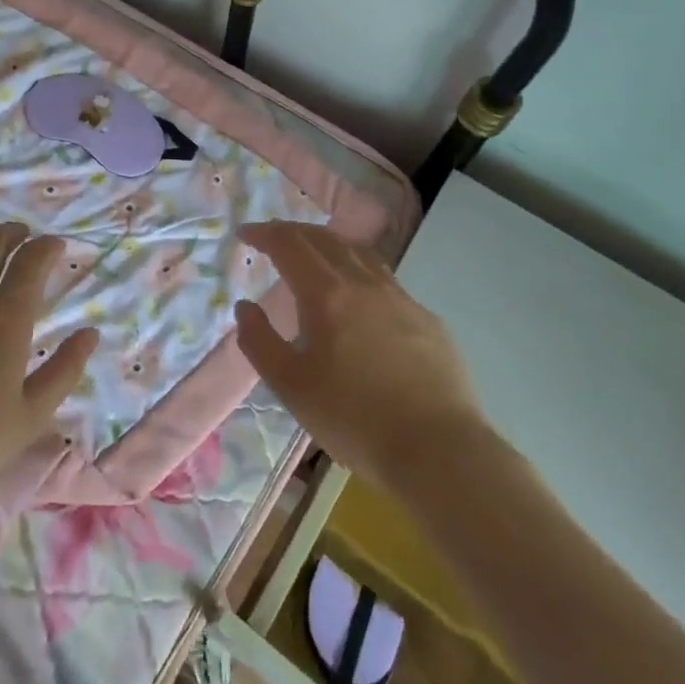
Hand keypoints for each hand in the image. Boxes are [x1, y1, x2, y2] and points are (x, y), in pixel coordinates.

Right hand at [235, 222, 487, 493]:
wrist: (439, 450)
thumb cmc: (354, 418)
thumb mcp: (291, 386)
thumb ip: (260, 341)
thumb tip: (245, 307)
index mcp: (326, 293)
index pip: (289, 244)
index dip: (264, 233)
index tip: (245, 234)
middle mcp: (363, 282)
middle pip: (324, 239)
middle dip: (293, 233)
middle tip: (273, 240)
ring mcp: (401, 298)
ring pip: (359, 253)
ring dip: (329, 245)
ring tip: (315, 257)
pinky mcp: (427, 320)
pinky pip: (386, 280)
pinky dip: (360, 272)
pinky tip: (361, 299)